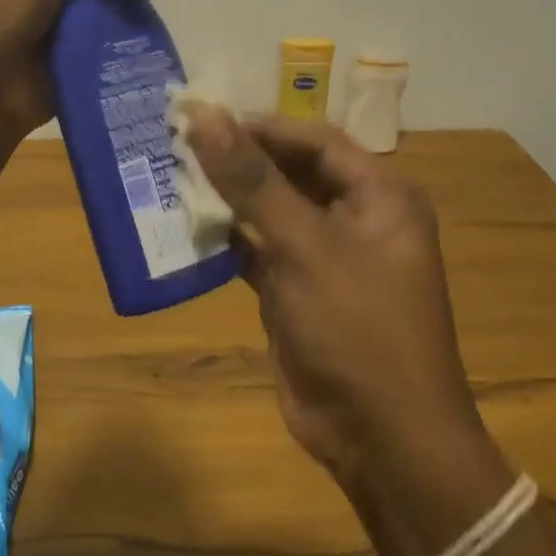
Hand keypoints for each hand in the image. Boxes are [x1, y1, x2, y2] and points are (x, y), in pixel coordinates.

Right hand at [184, 110, 486, 495]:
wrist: (382, 440)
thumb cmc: (357, 328)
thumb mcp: (303, 246)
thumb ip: (252, 180)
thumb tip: (205, 116)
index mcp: (380, 196)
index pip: (315, 140)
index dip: (261, 126)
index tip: (204, 118)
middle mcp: (358, 218)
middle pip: (292, 172)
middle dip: (240, 160)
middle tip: (180, 144)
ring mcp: (328, 258)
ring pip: (272, 211)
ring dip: (230, 199)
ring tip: (174, 177)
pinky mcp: (300, 292)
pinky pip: (260, 251)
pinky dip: (229, 241)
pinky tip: (188, 229)